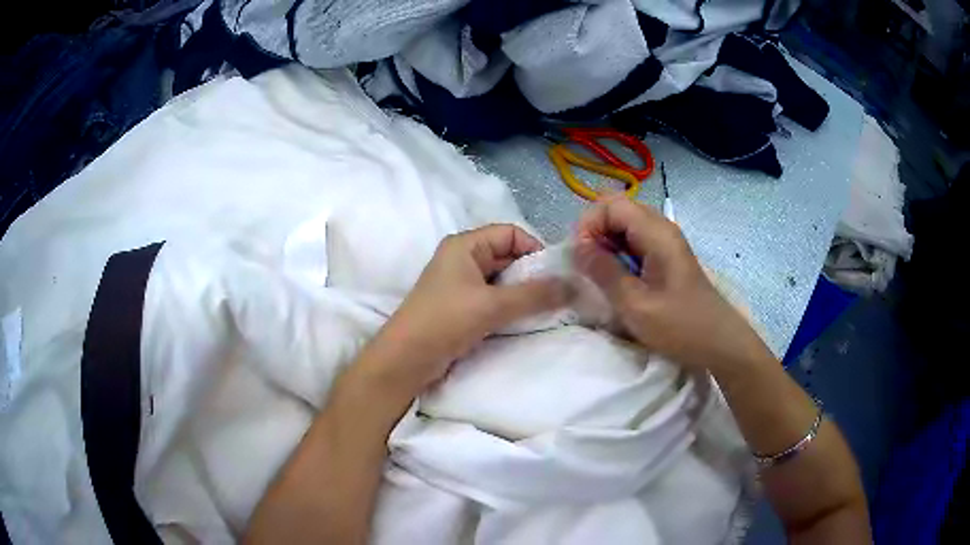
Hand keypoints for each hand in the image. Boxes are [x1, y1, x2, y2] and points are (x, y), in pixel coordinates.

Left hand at [359, 225, 568, 395]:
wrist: (406, 359)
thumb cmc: (445, 321)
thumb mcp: (492, 305)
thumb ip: (535, 295)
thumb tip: (574, 285)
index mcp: (465, 245)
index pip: (510, 233)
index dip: (535, 249)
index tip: (556, 274)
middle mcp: (463, 258)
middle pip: (508, 256)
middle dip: (533, 274)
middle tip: (558, 295)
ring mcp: (462, 284)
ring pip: (502, 280)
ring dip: (523, 293)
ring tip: (547, 309)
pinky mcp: (462, 306)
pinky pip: (494, 298)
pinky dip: (511, 306)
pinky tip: (526, 320)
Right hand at [574, 195, 768, 372]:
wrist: (719, 342)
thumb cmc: (680, 326)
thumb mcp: (635, 304)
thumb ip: (604, 272)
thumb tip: (576, 248)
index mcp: (656, 233)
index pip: (610, 205)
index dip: (588, 225)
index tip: (580, 257)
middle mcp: (661, 228)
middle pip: (617, 210)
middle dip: (594, 232)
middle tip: (587, 266)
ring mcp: (665, 242)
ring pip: (624, 226)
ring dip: (605, 244)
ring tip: (599, 274)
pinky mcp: (666, 257)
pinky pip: (635, 242)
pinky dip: (619, 254)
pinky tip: (618, 279)